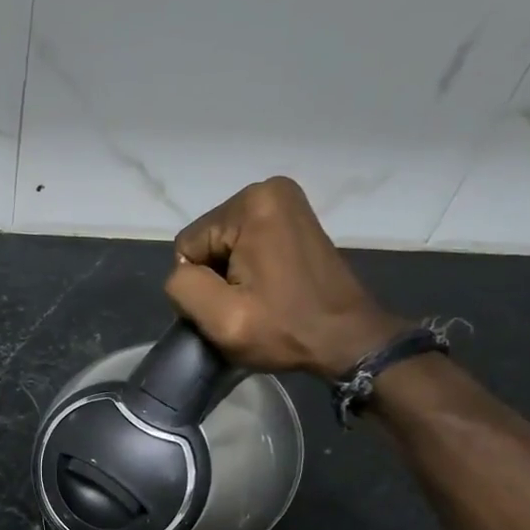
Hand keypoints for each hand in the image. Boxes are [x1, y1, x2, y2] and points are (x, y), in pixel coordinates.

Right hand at [164, 176, 408, 376]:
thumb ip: (183, 288)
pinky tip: (270, 289)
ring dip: (232, 276)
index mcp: (250, 204)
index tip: (232, 305)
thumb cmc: (284, 329)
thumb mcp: (221, 318)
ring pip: (224, 247)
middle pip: (207, 243)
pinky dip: (250, 269)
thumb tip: (182, 274)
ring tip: (259, 299)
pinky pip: (246, 245)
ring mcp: (285, 202)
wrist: (347, 339)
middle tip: (246, 304)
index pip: (188, 247)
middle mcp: (268, 190)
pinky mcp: (294, 219)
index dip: (200, 284)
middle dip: (217, 277)